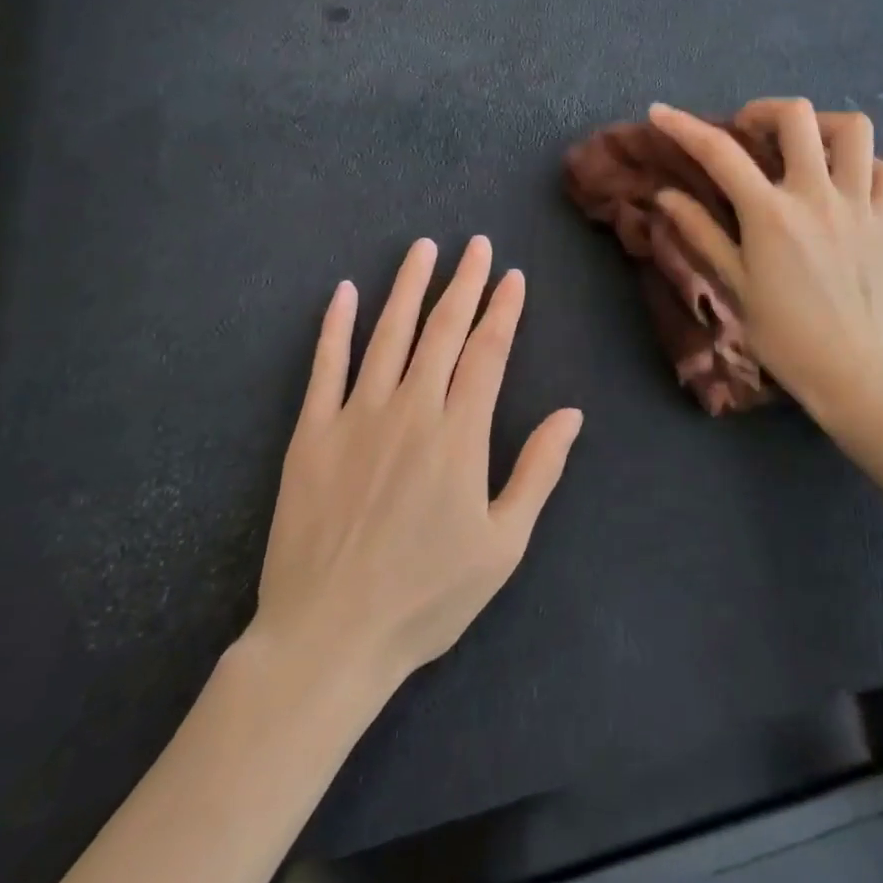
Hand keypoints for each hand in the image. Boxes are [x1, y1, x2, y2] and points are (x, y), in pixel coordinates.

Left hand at [250, 236, 581, 689]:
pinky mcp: (310, 433)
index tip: (512, 277)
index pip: (487, 352)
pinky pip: (324, 367)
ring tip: (422, 249)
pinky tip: (345, 292)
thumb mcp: (502, 545)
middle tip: (476, 245)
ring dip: (407, 287)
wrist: (328, 637)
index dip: (502, 310)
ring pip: (387, 334)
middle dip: (463, 283)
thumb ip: (537, 471)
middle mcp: (410, 409)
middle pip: (442, 331)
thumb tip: (571, 414)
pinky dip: (335, 326)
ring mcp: (355, 417)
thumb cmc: (426, 597)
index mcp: (459, 435)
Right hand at [649, 98, 882, 428]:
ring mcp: (859, 203)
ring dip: (821, 126)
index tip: (660, 112)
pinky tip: (844, 182)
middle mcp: (817, 195)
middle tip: (748, 132)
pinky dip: (862, 165)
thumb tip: (665, 195)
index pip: (719, 153)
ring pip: (853, 129)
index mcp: (770, 214)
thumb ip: (701, 232)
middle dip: (763, 111)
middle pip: (797, 116)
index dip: (684, 126)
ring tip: (803, 147)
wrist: (850, 370)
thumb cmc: (783, 333)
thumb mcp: (734, 283)